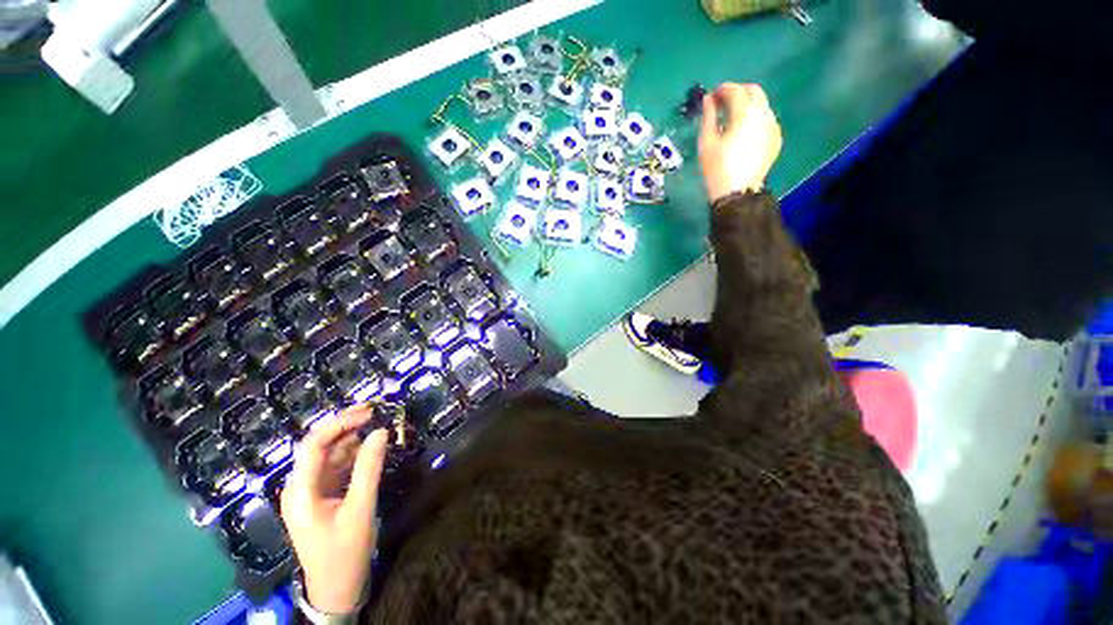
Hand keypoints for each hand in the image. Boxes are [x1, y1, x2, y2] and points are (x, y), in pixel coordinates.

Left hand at [280, 405, 388, 614]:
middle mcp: (300, 486)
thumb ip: (369, 468)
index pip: (313, 444)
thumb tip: (381, 432)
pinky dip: (354, 454)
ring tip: (378, 424)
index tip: (368, 411)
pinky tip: (371, 447)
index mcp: (300, 490)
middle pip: (319, 446)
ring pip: (329, 455)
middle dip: (346, 426)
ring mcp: (311, 491)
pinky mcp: (322, 496)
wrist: (336, 587)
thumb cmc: (345, 551)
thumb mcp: (360, 509)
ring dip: (352, 438)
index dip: (339, 423)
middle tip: (375, 412)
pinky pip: (336, 467)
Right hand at [698, 83, 782, 202]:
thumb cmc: (716, 168)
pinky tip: (744, 133)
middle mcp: (763, 114)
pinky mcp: (776, 138)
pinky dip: (755, 119)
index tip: (711, 96)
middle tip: (723, 104)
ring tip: (733, 120)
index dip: (722, 90)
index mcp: (745, 114)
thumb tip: (708, 100)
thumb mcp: (706, 142)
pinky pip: (767, 120)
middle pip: (754, 91)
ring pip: (762, 105)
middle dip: (738, 92)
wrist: (737, 192)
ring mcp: (773, 126)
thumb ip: (708, 117)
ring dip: (748, 105)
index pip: (736, 90)